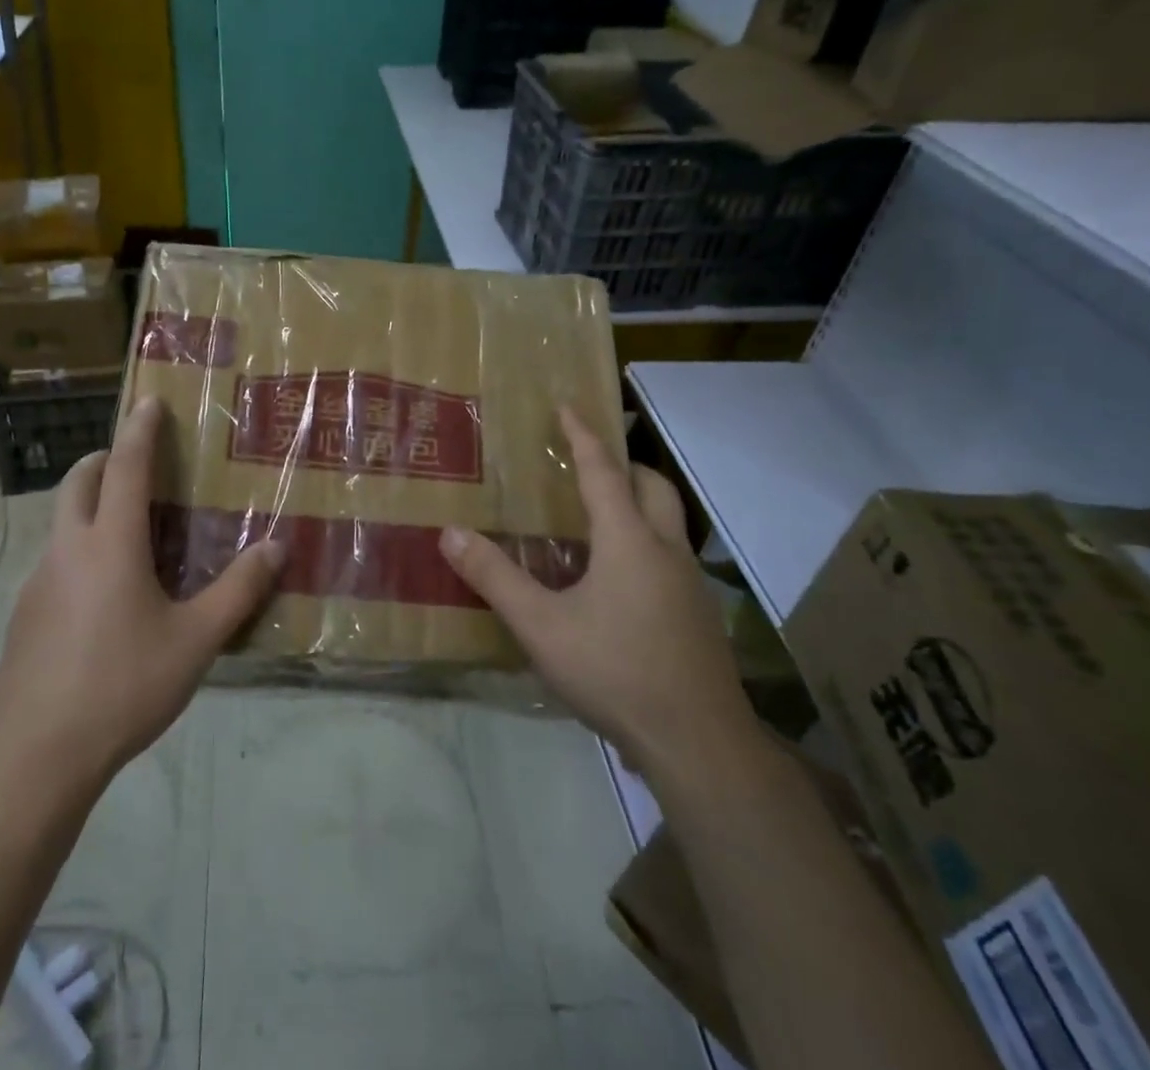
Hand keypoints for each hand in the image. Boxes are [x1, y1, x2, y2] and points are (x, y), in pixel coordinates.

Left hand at [0, 397, 283, 796]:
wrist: (37, 755)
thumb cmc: (123, 686)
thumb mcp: (195, 641)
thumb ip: (238, 592)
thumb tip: (276, 548)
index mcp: (111, 544)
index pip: (127, 466)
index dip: (140, 429)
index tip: (148, 400)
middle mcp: (69, 549)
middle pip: (79, 481)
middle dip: (105, 459)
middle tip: (137, 465)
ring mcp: (38, 581)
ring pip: (62, 520)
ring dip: (90, 505)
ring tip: (128, 532)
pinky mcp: (24, 613)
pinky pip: (55, 560)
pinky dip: (79, 549)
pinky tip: (102, 596)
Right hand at [439, 408, 760, 786]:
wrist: (699, 743)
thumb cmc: (616, 671)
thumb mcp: (541, 626)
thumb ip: (495, 578)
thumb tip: (450, 533)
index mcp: (628, 540)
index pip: (603, 471)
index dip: (583, 436)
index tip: (568, 406)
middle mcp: (665, 550)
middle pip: (653, 486)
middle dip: (624, 464)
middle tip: (589, 463)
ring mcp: (690, 584)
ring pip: (669, 521)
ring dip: (639, 503)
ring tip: (599, 516)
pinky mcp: (698, 615)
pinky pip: (671, 556)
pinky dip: (646, 541)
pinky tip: (619, 578)